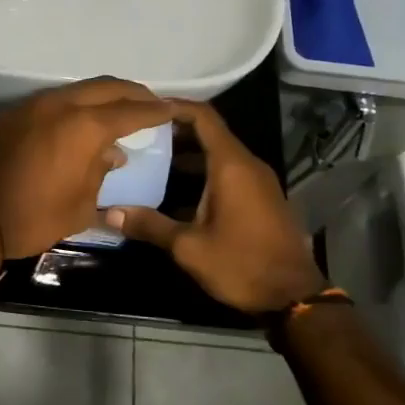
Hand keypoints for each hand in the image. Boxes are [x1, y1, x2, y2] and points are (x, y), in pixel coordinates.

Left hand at [0, 78, 173, 261]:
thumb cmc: (30, 216)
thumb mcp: (78, 207)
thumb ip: (100, 175)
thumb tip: (112, 155)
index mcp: (84, 126)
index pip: (131, 111)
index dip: (155, 110)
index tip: (174, 109)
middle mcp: (61, 104)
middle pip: (106, 87)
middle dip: (133, 93)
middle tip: (151, 102)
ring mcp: (32, 104)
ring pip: (78, 89)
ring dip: (103, 96)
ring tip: (119, 111)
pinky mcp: (12, 112)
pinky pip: (55, 100)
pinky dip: (76, 105)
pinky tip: (81, 122)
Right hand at [106, 99, 324, 314]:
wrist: (294, 297)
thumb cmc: (241, 264)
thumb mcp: (188, 247)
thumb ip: (150, 224)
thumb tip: (110, 213)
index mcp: (231, 165)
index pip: (202, 116)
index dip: (174, 106)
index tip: (144, 108)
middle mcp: (248, 165)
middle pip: (209, 133)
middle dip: (174, 131)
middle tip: (137, 136)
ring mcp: (258, 182)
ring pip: (218, 154)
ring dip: (186, 155)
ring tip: (149, 161)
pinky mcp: (261, 199)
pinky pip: (228, 172)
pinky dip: (202, 172)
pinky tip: (175, 191)